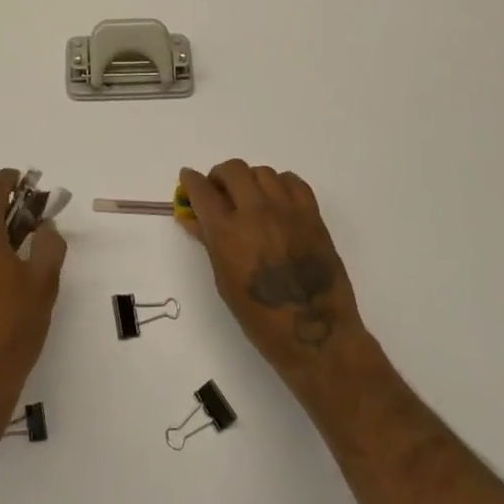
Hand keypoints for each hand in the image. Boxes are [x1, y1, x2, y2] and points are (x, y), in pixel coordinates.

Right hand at [179, 160, 365, 389]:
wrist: (315, 334)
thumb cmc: (261, 318)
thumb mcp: (224, 281)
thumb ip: (210, 242)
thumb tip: (193, 218)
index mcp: (227, 232)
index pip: (201, 190)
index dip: (190, 181)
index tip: (188, 179)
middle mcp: (255, 212)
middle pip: (233, 170)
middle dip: (220, 176)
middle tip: (219, 191)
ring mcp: (287, 210)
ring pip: (263, 172)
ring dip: (250, 180)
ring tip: (250, 198)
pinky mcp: (312, 214)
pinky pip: (293, 181)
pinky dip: (280, 185)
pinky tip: (277, 202)